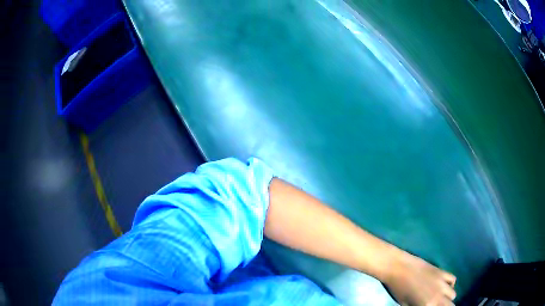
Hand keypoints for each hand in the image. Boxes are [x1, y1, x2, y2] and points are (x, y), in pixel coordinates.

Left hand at [383, 251, 456, 305]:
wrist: (398, 267)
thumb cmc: (397, 289)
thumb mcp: (405, 305)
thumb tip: (427, 305)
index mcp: (427, 305)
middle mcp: (438, 296)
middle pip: (450, 305)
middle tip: (436, 305)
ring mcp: (442, 283)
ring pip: (453, 294)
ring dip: (447, 297)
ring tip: (439, 297)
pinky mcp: (442, 272)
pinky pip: (453, 279)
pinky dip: (450, 284)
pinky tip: (443, 285)